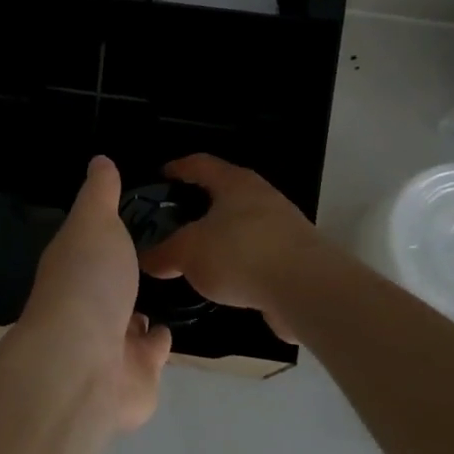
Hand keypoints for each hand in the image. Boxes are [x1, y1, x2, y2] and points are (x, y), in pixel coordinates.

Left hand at [18, 156, 172, 431]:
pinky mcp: (136, 374)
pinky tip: (173, 326)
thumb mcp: (94, 223)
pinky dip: (158, 340)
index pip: (91, 241)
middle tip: (162, 250)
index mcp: (73, 264)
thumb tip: (100, 160)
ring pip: (129, 318)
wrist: (85, 365)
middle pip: (110, 282)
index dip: (108, 228)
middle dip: (127, 271)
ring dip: (142, 307)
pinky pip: (151, 351)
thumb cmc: (88, 283)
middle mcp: (87, 303)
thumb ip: (99, 194)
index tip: (135, 211)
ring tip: (171, 286)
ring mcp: (109, 342)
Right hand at [138, 155, 323, 341]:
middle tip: (173, 220)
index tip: (160, 176)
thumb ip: (164, 254)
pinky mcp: (297, 256)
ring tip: (198, 254)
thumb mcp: (188, 253)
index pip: (200, 164)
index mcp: (234, 183)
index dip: (178, 168)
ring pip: (242, 223)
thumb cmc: (240, 254)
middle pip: (224, 193)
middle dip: (199, 205)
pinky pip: (258, 252)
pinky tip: (226, 280)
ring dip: (221, 235)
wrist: (308, 290)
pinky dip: (240, 260)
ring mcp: (284, 226)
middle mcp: (261, 196)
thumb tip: (145, 259)